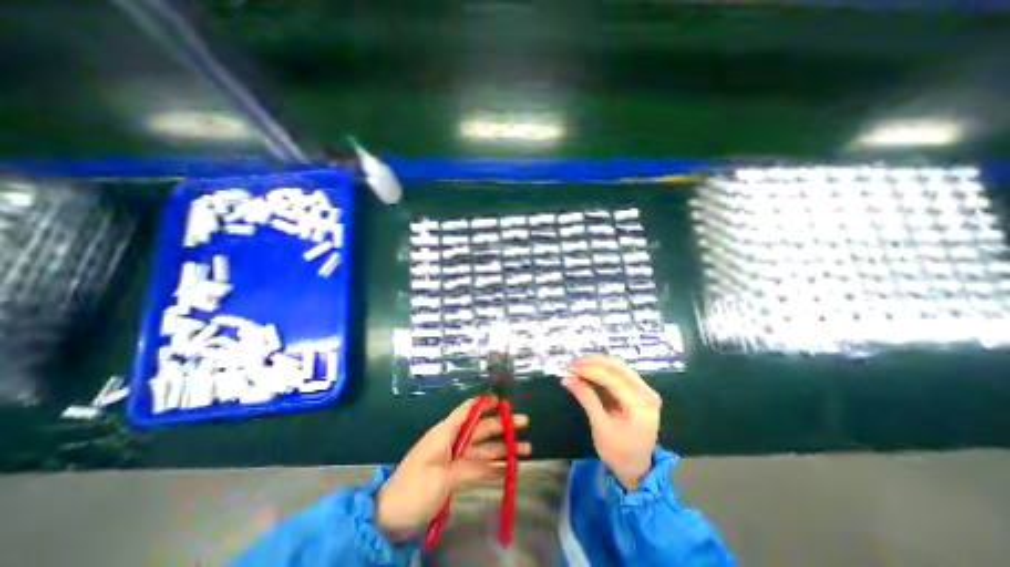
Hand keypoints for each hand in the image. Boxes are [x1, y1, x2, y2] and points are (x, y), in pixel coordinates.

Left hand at [369, 398, 529, 539]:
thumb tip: (496, 464)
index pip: (467, 410)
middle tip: (524, 422)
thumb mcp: (442, 477)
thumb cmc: (414, 489)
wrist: (390, 517)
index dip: (484, 403)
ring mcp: (455, 459)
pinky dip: (494, 467)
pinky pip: (479, 467)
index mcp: (445, 433)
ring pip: (484, 449)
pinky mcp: (456, 475)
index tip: (503, 400)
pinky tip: (510, 468)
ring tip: (526, 449)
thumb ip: (471, 468)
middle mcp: (453, 441)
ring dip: (503, 448)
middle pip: (481, 429)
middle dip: (502, 425)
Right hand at [560, 355, 663, 491]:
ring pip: (618, 365)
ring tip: (577, 366)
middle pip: (617, 367)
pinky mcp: (639, 389)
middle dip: (592, 363)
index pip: (613, 378)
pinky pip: (619, 371)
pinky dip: (602, 368)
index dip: (590, 369)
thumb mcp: (600, 427)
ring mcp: (645, 389)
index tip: (570, 368)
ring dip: (597, 363)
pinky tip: (588, 370)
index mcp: (640, 405)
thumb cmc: (618, 451)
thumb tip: (567, 379)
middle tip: (572, 365)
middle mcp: (647, 393)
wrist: (636, 467)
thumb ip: (586, 399)